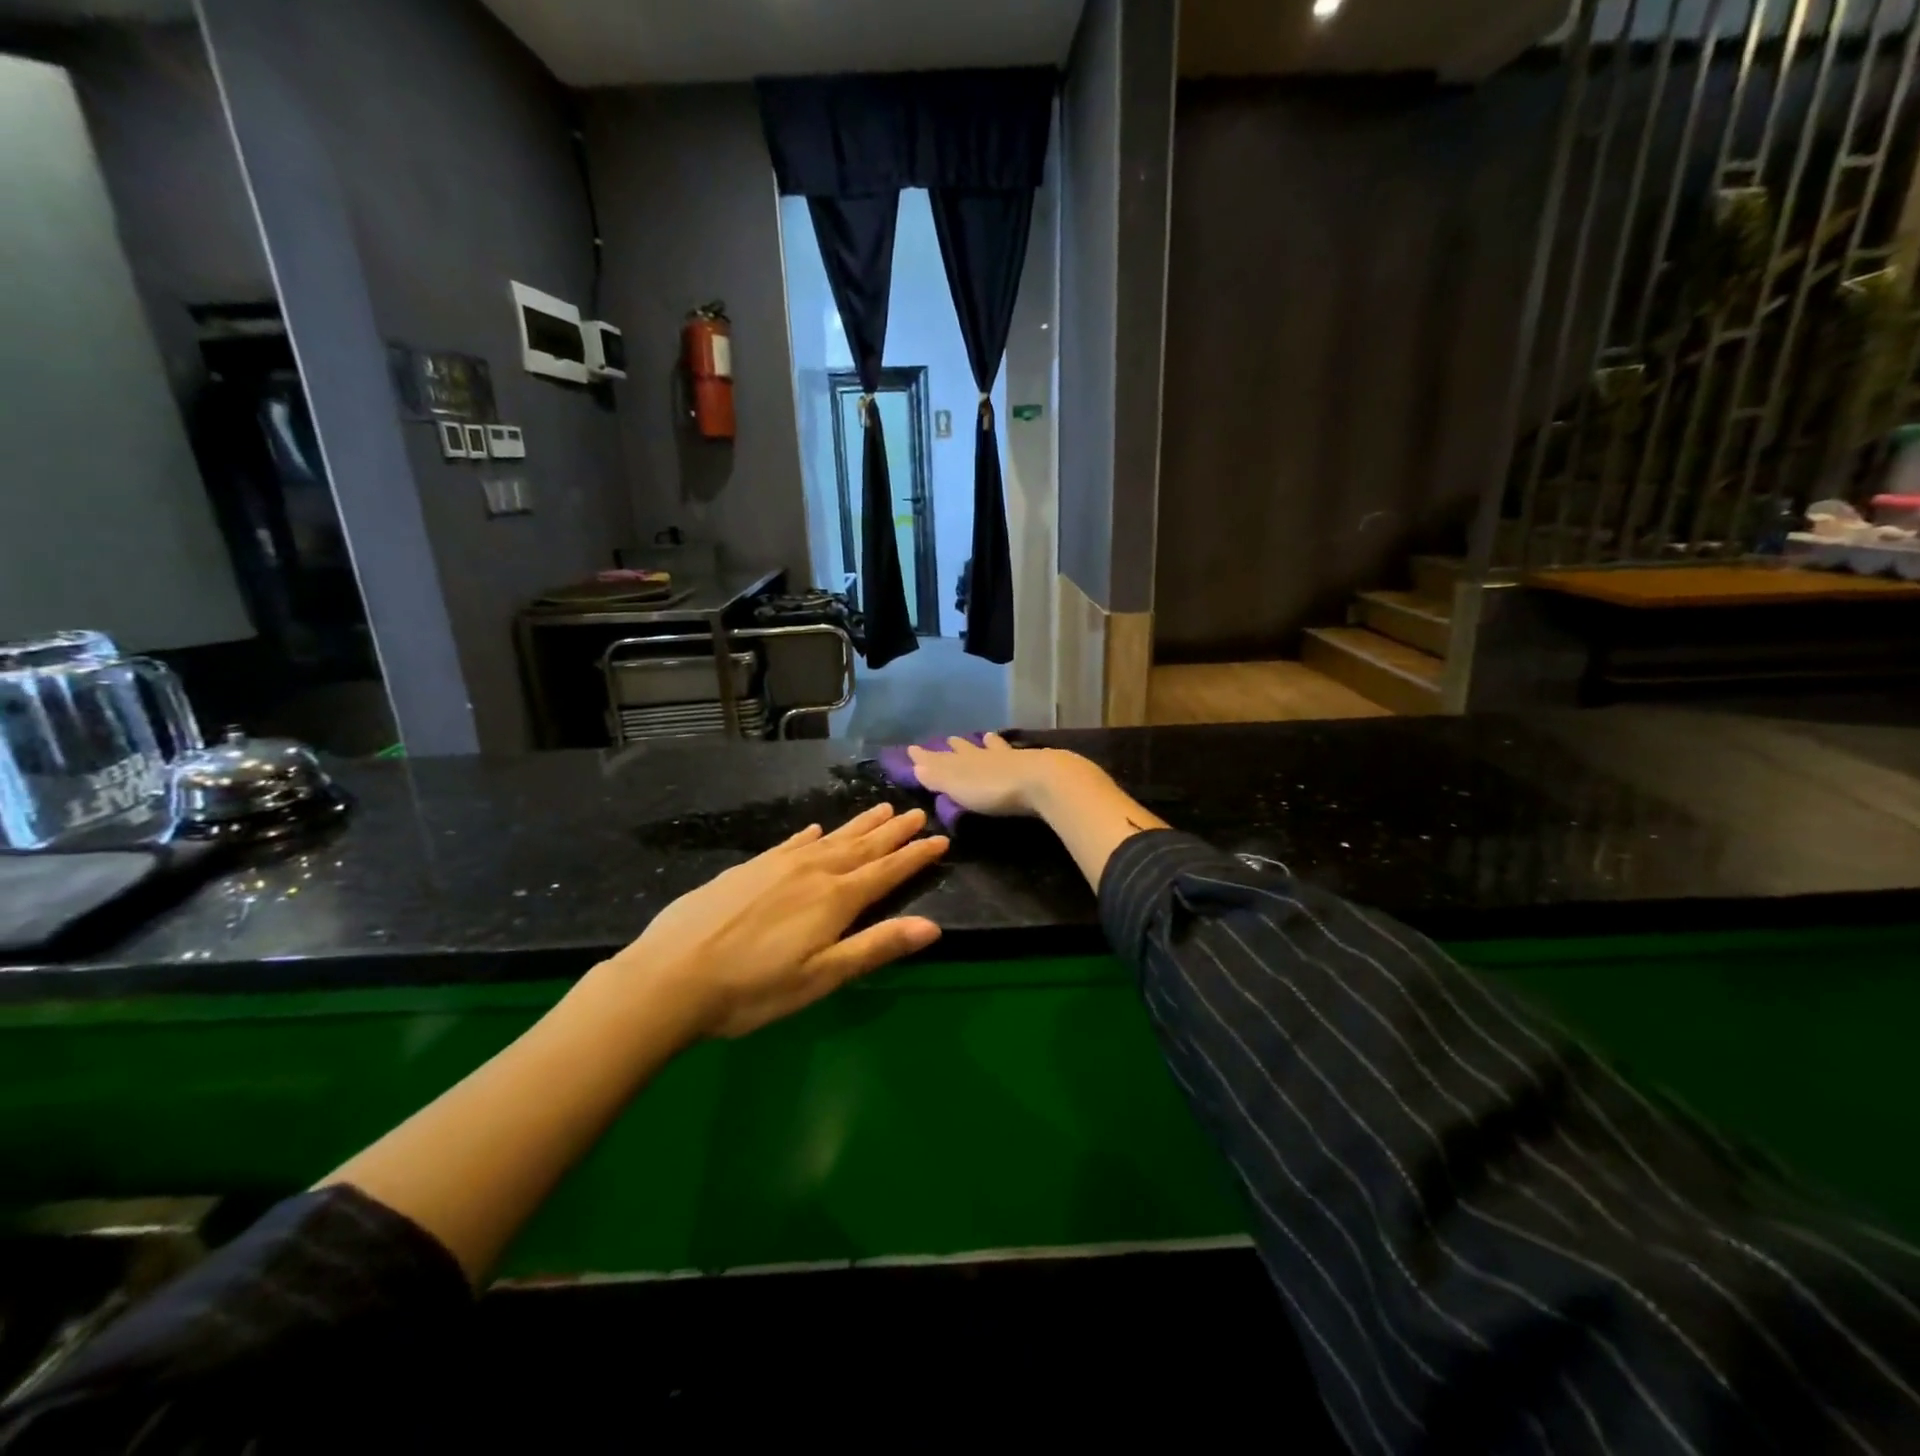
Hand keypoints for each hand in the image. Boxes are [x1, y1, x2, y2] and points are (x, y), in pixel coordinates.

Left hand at [607, 803, 948, 1038]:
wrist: (670, 976)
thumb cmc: (752, 989)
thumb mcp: (821, 978)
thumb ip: (876, 947)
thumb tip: (932, 926)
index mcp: (834, 900)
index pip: (886, 872)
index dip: (915, 856)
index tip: (940, 838)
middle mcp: (812, 873)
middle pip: (862, 847)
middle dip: (892, 832)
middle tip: (916, 813)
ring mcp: (777, 866)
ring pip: (830, 839)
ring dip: (859, 825)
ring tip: (881, 808)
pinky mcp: (748, 868)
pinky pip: (791, 843)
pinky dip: (810, 835)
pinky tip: (816, 829)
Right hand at [906, 732, 1089, 817]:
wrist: (1041, 781)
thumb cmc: (994, 788)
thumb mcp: (958, 785)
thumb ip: (937, 775)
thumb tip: (914, 763)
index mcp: (964, 762)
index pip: (941, 758)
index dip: (927, 756)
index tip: (913, 748)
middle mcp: (986, 755)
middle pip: (968, 750)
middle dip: (959, 747)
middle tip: (951, 739)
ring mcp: (1012, 758)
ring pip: (996, 748)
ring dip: (989, 744)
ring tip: (987, 736)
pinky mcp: (1034, 765)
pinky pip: (1017, 755)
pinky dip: (1012, 752)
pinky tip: (1020, 750)